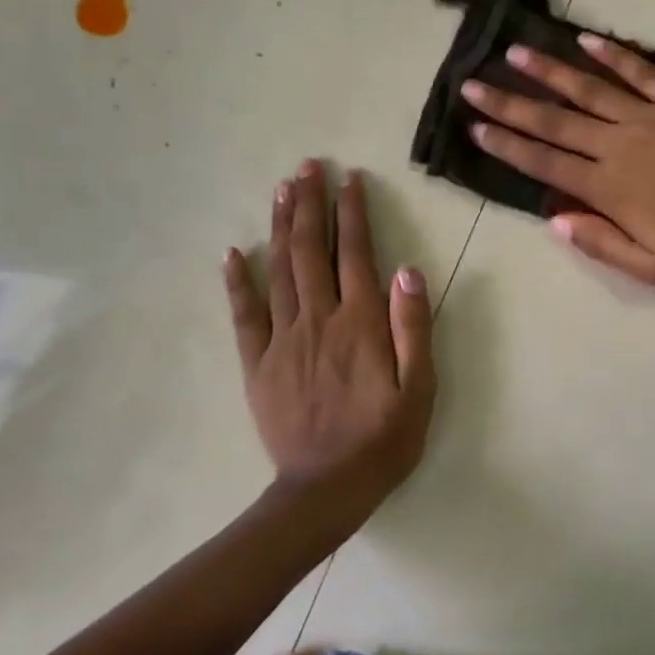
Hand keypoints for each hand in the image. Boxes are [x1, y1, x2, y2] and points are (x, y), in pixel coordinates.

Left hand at [224, 161, 435, 521]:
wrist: (327, 488)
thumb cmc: (384, 438)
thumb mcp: (420, 387)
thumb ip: (413, 326)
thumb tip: (407, 268)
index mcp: (361, 323)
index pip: (356, 254)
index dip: (352, 213)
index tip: (350, 179)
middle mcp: (319, 319)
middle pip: (311, 250)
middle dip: (310, 204)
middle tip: (307, 167)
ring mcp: (283, 339)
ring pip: (279, 270)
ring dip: (281, 226)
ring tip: (282, 190)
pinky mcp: (258, 363)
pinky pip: (245, 314)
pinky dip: (238, 280)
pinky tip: (234, 253)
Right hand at [460, 34, 654, 288]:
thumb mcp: (651, 268)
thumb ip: (600, 243)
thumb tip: (554, 220)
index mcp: (609, 188)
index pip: (545, 163)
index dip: (507, 144)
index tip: (476, 127)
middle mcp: (620, 145)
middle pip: (554, 121)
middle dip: (510, 103)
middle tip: (473, 84)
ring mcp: (652, 117)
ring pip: (589, 88)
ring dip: (549, 71)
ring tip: (515, 53)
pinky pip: (641, 72)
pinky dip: (613, 55)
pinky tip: (585, 41)